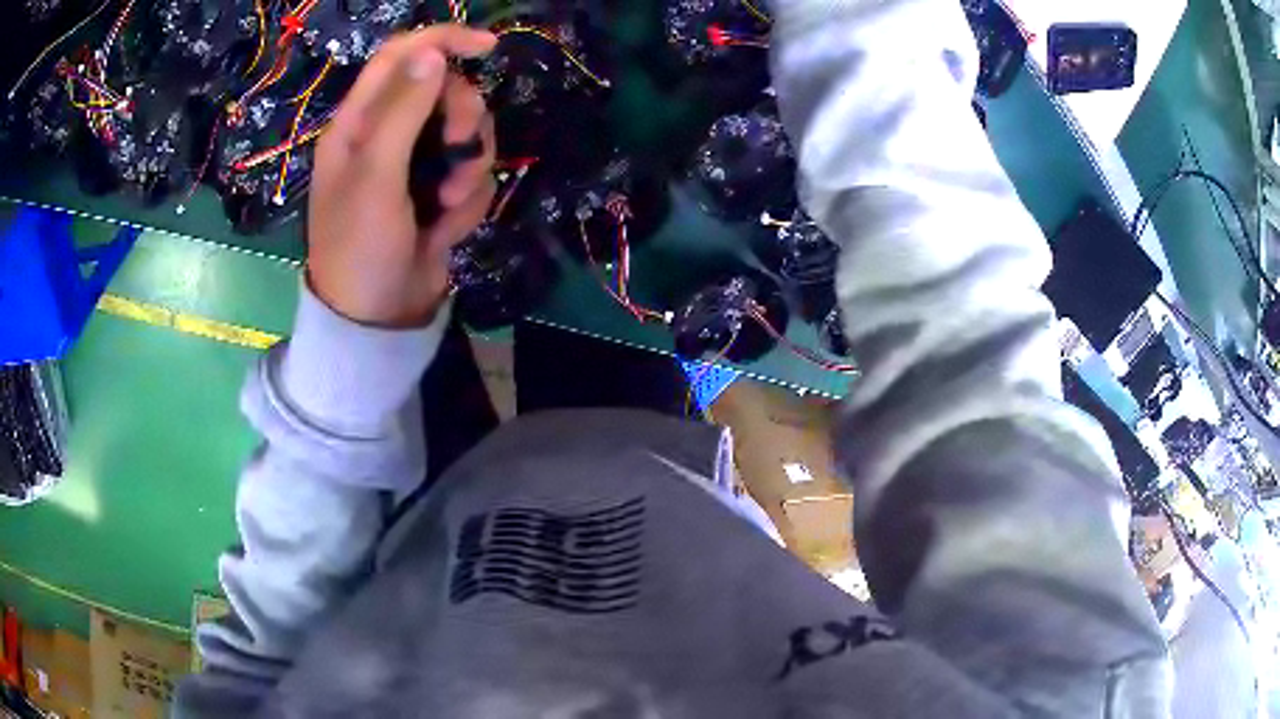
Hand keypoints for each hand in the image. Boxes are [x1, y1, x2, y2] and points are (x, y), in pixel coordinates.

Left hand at [307, 26, 497, 327]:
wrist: (377, 319)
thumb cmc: (360, 247)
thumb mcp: (375, 176)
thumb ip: (402, 111)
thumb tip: (432, 52)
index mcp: (359, 122)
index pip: (401, 57)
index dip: (442, 41)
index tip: (487, 46)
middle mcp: (388, 134)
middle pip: (445, 91)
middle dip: (462, 119)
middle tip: (458, 151)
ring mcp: (415, 163)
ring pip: (467, 132)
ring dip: (469, 168)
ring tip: (446, 206)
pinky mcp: (439, 190)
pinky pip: (473, 173)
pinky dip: (468, 201)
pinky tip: (444, 230)